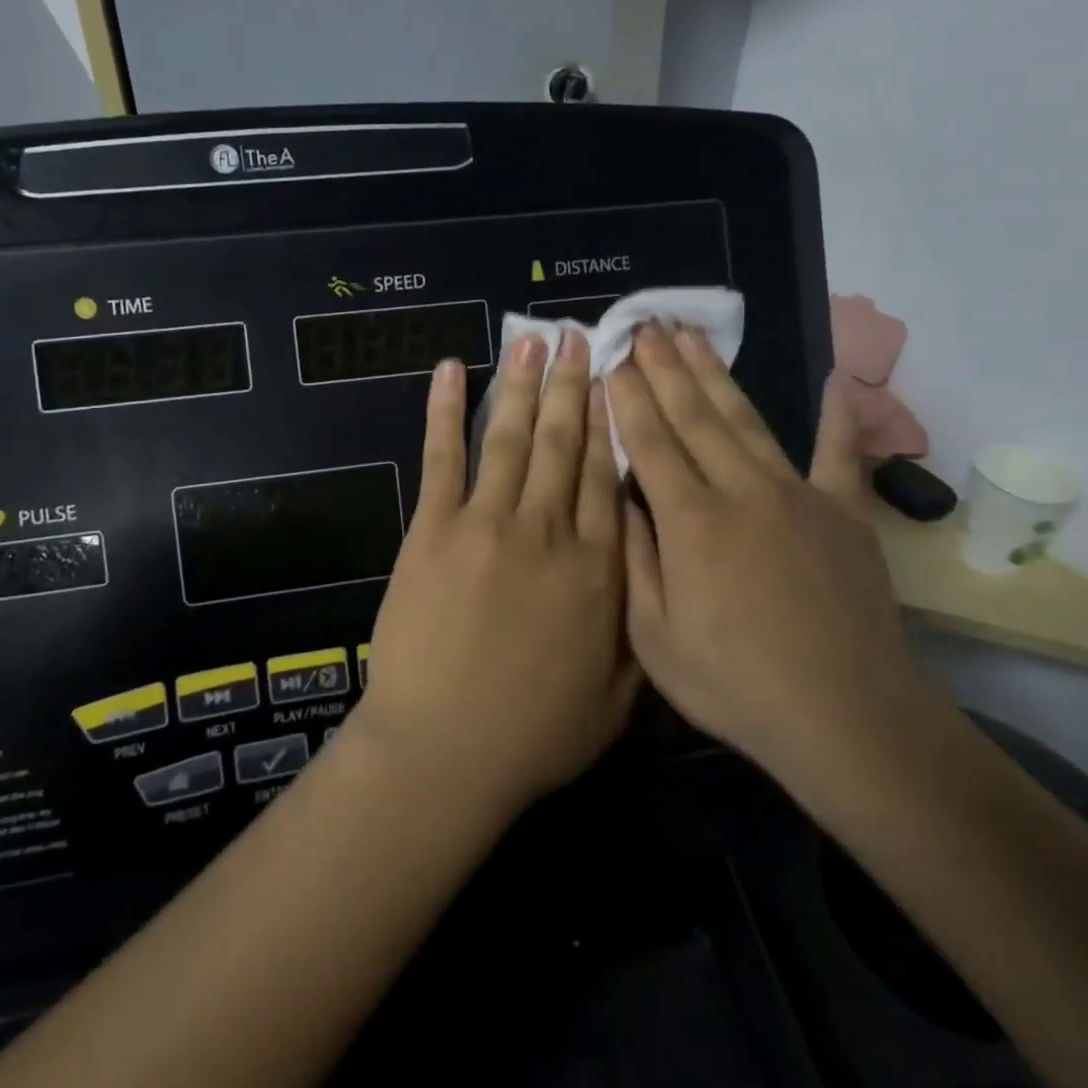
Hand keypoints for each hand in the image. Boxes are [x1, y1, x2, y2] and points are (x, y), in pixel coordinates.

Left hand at [352, 333, 639, 822]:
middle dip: (574, 386)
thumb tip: (653, 572)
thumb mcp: (617, 697)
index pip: (610, 476)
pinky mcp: (434, 529)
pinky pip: (443, 458)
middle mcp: (548, 531)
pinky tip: (451, 371)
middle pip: (566, 444)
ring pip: (513, 439)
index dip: (613, 422)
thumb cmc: (535, 734)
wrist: (446, 750)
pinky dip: (445, 411)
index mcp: (598, 568)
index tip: (616, 380)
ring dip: (524, 385)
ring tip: (534, 340)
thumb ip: (638, 628)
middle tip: (579, 337)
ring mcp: (487, 523)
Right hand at [608, 324, 941, 792]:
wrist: (846, 719)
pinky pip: (840, 454)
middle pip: (695, 416)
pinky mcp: (844, 513)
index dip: (628, 397)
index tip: (613, 358)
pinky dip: (839, 416)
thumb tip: (623, 497)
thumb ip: (634, 559)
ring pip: (747, 420)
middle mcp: (742, 492)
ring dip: (717, 375)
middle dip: (665, 368)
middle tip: (646, 325)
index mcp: (690, 522)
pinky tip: (835, 378)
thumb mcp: (654, 637)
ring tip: (693, 335)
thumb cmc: (735, 685)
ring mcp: (798, 496)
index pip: (650, 442)